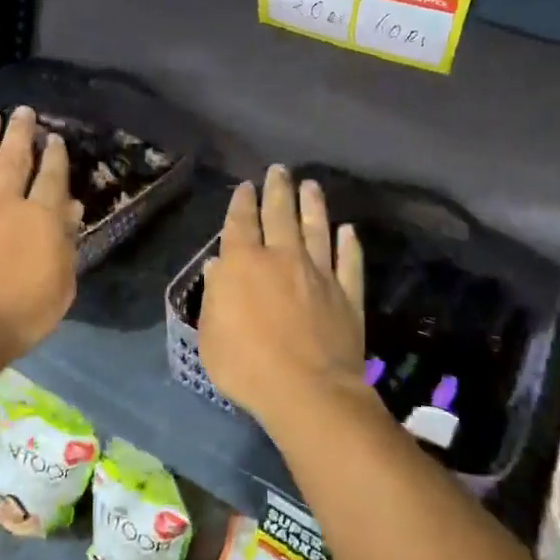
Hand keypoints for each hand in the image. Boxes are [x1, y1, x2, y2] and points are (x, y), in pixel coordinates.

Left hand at [0, 107, 80, 362]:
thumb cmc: (22, 313)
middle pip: (13, 158)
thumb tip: (70, 208)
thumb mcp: (61, 283)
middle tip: (22, 111)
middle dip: (20, 132)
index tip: (54, 138)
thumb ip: (65, 242)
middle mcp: (3, 202)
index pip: (51, 177)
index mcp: (39, 218)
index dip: (54, 155)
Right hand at [199, 166, 365, 430]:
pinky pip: (349, 261)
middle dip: (277, 189)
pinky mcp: (347, 294)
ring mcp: (319, 273)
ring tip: (311, 185)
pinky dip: (348, 244)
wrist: (308, 390)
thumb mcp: (210, 335)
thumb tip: (219, 266)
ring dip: (312, 205)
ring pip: (316, 229)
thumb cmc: (246, 365)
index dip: (241, 202)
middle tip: (279, 169)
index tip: (245, 186)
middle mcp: (282, 258)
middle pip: (280, 215)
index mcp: (243, 264)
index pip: (240, 223)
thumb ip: (214, 296)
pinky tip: (348, 231)